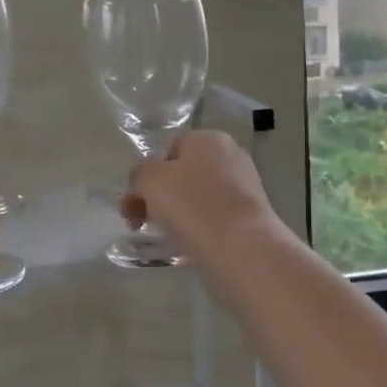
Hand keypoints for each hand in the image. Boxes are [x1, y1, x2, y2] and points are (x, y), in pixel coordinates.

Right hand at [124, 131, 278, 260]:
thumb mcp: (150, 180)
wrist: (241, 247)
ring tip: (167, 236)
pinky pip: (214, 217)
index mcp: (209, 139)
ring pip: (198, 198)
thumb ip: (139, 174)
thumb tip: (143, 182)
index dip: (148, 176)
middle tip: (142, 222)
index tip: (135, 203)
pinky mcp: (251, 216)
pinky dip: (199, 228)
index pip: (169, 150)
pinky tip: (191, 244)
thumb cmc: (192, 203)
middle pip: (183, 174)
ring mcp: (245, 186)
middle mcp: (231, 156)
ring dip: (178, 214)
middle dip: (159, 197)